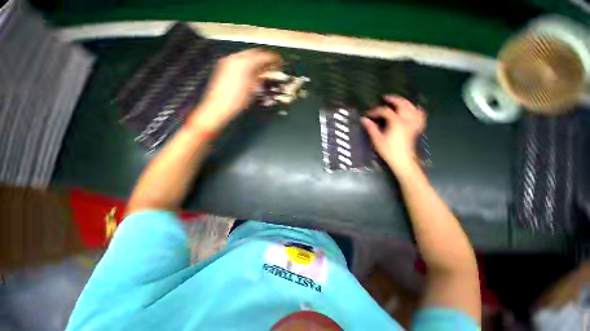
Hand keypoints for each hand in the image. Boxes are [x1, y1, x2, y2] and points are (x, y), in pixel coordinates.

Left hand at [189, 49, 281, 131]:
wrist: (218, 106)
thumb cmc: (237, 101)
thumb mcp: (252, 90)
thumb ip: (260, 78)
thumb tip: (265, 74)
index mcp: (244, 63)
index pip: (262, 56)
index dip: (273, 58)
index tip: (280, 62)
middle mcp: (235, 58)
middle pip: (254, 53)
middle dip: (264, 57)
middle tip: (272, 64)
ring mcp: (228, 61)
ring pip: (246, 56)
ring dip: (256, 60)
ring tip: (264, 68)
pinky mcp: (224, 66)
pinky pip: (239, 60)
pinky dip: (247, 63)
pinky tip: (252, 71)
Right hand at [362, 95, 425, 175]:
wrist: (403, 160)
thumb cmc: (389, 151)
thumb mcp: (377, 139)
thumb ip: (371, 128)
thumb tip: (363, 119)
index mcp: (396, 122)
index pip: (385, 111)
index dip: (376, 111)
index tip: (369, 114)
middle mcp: (407, 120)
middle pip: (402, 104)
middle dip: (393, 99)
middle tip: (385, 98)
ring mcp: (414, 123)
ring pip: (412, 107)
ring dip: (405, 102)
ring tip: (398, 101)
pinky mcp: (417, 128)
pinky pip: (420, 115)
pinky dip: (417, 109)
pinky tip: (413, 109)